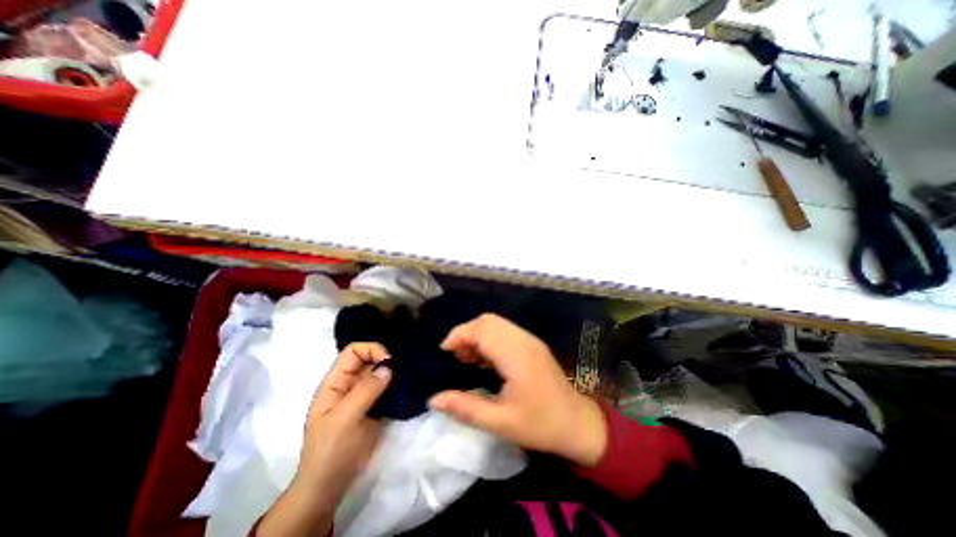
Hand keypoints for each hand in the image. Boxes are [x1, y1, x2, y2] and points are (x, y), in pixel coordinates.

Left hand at [256, 344, 389, 536]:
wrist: (331, 484)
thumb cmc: (331, 450)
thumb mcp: (344, 419)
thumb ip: (365, 391)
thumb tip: (388, 367)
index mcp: (335, 382)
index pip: (353, 352)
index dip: (370, 350)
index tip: (388, 361)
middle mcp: (350, 384)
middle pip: (369, 359)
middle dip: (385, 359)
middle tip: (403, 367)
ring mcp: (363, 395)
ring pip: (380, 372)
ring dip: (394, 371)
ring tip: (409, 373)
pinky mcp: (375, 406)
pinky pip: (387, 387)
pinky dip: (397, 384)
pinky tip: (407, 385)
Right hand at [432, 314, 608, 465]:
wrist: (578, 423)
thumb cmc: (540, 425)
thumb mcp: (500, 422)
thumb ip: (465, 408)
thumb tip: (434, 399)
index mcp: (516, 355)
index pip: (483, 329)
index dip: (459, 335)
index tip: (444, 352)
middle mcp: (523, 340)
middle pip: (488, 321)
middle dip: (467, 333)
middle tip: (456, 357)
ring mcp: (530, 340)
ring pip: (496, 324)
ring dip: (477, 335)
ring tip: (467, 359)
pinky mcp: (532, 345)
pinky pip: (505, 332)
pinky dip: (489, 339)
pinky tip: (484, 360)